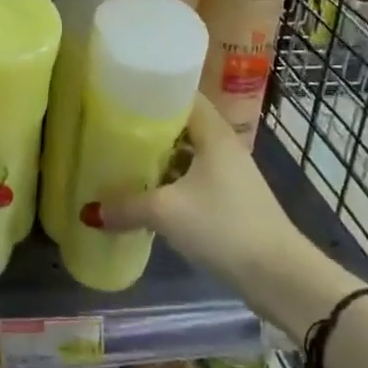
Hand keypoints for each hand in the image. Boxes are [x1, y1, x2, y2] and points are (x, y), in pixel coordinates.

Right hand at [83, 96, 359, 335]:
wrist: (280, 277)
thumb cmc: (224, 227)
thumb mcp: (166, 213)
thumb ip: (126, 207)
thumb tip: (88, 212)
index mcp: (213, 133)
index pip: (181, 94)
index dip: (151, 90)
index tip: (119, 92)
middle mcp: (223, 146)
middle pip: (180, 125)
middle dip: (147, 126)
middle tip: (110, 126)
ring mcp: (229, 174)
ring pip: (186, 154)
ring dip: (158, 157)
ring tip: (120, 158)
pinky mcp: (230, 200)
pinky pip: (192, 178)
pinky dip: (170, 181)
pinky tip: (146, 193)